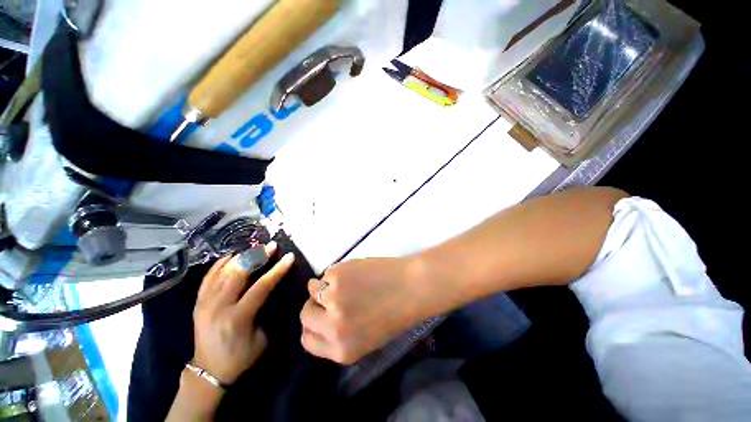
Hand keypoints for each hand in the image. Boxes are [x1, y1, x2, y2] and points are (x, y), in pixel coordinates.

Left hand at [192, 242, 294, 384]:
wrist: (208, 371)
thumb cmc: (240, 357)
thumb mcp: (261, 338)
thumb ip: (265, 312)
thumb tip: (272, 290)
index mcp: (237, 318)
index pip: (261, 287)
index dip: (277, 270)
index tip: (289, 256)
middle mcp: (218, 307)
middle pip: (238, 273)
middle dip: (258, 256)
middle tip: (271, 246)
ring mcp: (205, 303)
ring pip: (223, 271)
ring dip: (242, 256)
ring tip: (256, 247)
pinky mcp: (198, 302)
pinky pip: (208, 277)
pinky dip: (220, 264)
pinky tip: (232, 255)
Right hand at [300, 257, 431, 363]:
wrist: (411, 287)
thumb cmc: (395, 313)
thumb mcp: (366, 338)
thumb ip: (340, 335)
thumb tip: (320, 319)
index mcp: (341, 350)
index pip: (307, 340)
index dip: (311, 326)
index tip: (319, 315)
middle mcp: (332, 328)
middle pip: (305, 314)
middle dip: (315, 304)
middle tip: (329, 295)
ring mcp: (333, 299)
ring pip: (312, 290)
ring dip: (324, 285)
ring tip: (345, 282)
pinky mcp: (337, 275)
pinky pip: (326, 273)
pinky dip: (335, 273)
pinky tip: (353, 273)